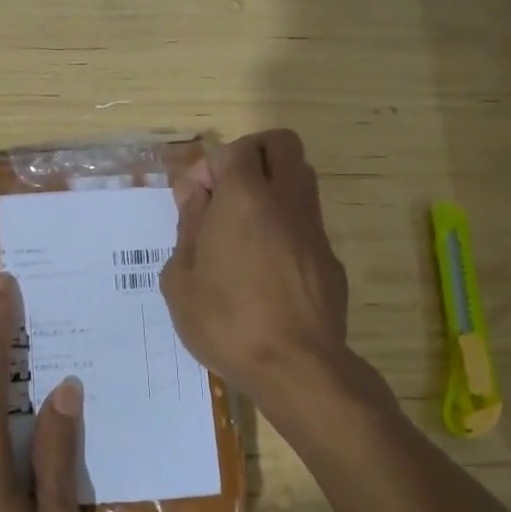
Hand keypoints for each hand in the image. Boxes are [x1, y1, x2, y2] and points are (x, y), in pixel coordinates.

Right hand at [161, 129, 352, 411]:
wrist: (297, 368)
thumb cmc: (227, 321)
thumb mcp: (180, 278)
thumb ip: (187, 226)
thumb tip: (195, 195)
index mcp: (244, 198)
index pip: (232, 150)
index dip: (207, 167)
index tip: (193, 201)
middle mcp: (286, 200)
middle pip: (280, 143)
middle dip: (250, 154)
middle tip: (226, 190)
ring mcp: (314, 228)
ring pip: (301, 176)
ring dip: (272, 185)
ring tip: (243, 226)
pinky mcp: (330, 258)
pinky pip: (307, 220)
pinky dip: (285, 224)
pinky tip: (266, 265)